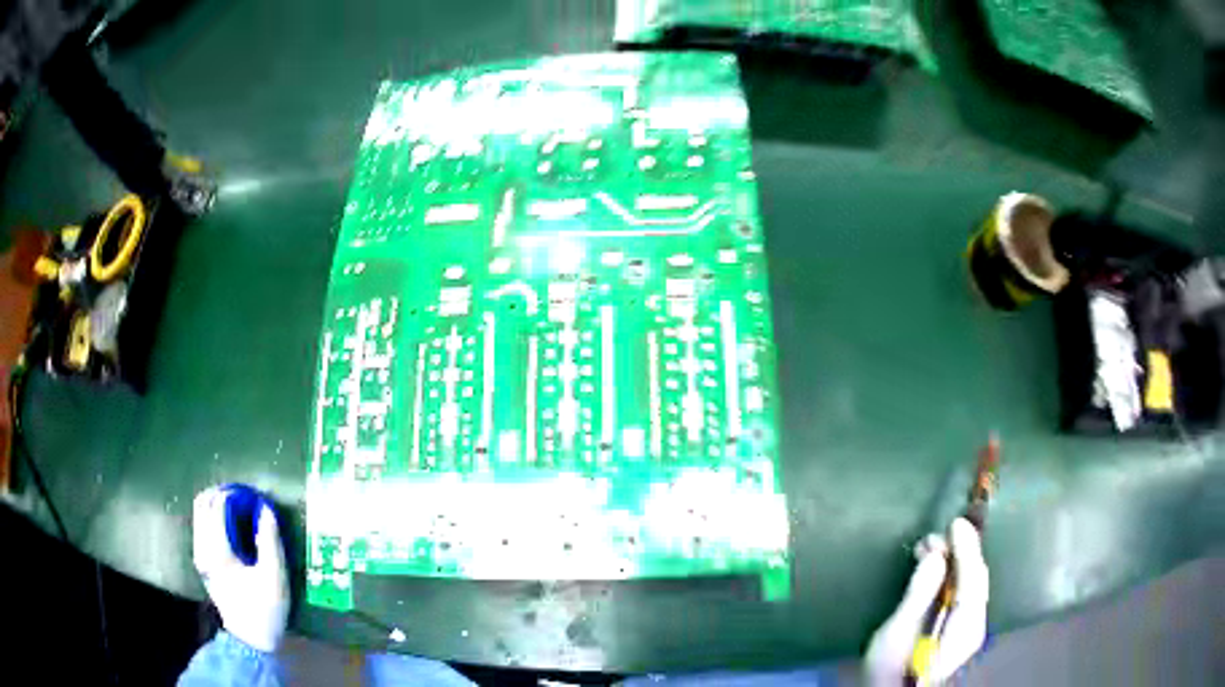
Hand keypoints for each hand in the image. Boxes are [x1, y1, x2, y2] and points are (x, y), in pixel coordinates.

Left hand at [192, 485, 289, 652]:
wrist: (250, 641)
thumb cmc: (264, 609)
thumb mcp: (275, 578)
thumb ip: (270, 542)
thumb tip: (266, 510)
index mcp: (218, 551)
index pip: (217, 506)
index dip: (233, 494)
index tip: (251, 495)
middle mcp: (203, 548)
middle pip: (202, 505)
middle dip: (221, 494)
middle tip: (243, 497)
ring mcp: (200, 556)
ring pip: (199, 515)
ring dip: (216, 505)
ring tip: (238, 508)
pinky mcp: (203, 563)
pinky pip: (201, 527)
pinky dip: (213, 518)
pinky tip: (230, 527)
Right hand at [864, 518, 988, 685]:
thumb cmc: (890, 672)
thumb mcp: (895, 636)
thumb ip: (917, 596)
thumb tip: (934, 557)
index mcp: (964, 627)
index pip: (972, 579)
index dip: (966, 548)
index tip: (956, 523)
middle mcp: (974, 625)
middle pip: (975, 579)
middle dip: (959, 552)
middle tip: (934, 536)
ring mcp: (969, 629)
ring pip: (970, 584)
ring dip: (953, 562)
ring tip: (929, 549)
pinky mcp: (960, 631)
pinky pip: (963, 593)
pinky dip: (952, 576)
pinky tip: (935, 570)